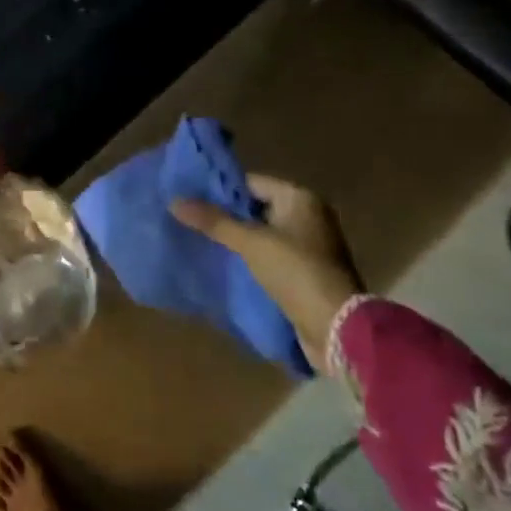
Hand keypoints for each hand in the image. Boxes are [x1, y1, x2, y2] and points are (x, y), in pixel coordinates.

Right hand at [170, 176, 361, 369]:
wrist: (336, 327)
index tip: (190, 197)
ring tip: (201, 241)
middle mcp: (308, 216)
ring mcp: (309, 245)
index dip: (221, 190)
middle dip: (226, 216)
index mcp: (300, 198)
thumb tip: (174, 201)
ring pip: (262, 234)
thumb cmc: (295, 272)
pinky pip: (270, 256)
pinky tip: (224, 264)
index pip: (252, 183)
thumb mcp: (251, 243)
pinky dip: (250, 259)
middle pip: (256, 208)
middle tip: (190, 219)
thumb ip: (214, 221)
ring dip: (237, 239)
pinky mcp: (306, 272)